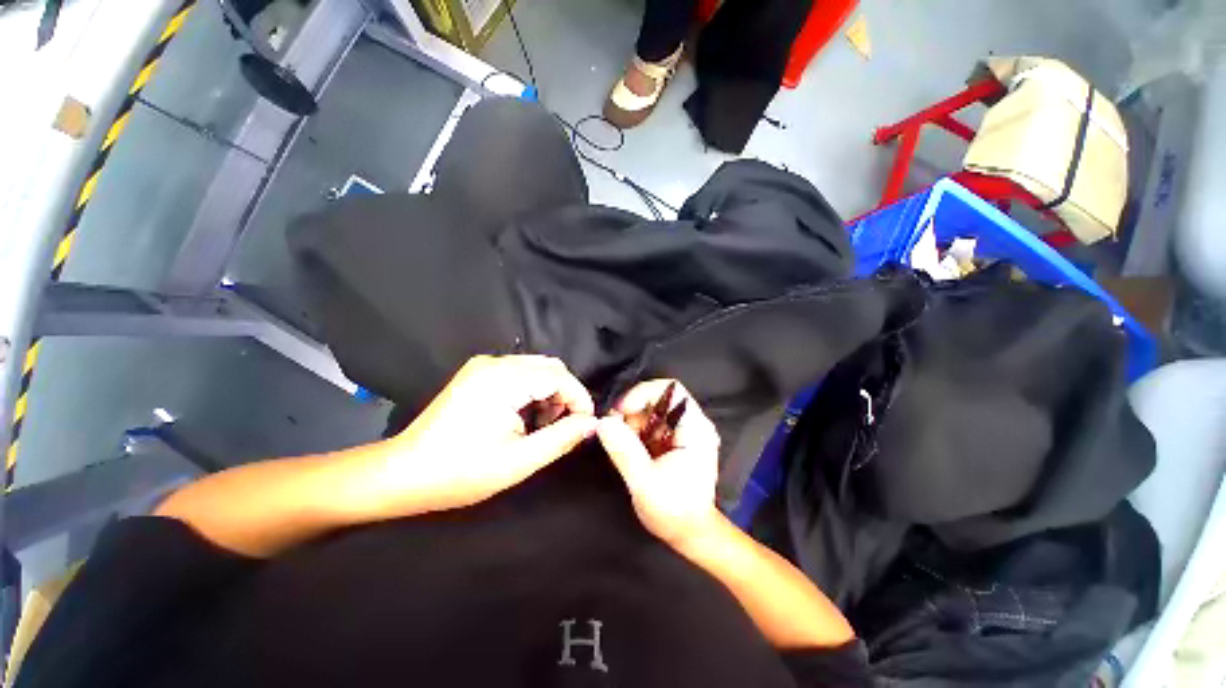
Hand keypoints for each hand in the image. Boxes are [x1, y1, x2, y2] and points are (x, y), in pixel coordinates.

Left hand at [381, 355, 597, 511]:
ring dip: (550, 393)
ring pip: (536, 368)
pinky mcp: (478, 372)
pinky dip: (533, 390)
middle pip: (550, 367)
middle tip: (564, 426)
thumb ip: (561, 438)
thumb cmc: (460, 472)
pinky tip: (525, 416)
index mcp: (503, 379)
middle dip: (566, 394)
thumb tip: (591, 423)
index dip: (579, 398)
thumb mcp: (519, 461)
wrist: (403, 473)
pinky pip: (520, 372)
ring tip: (542, 425)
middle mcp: (494, 363)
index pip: (559, 375)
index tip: (586, 424)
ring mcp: (483, 365)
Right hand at [597, 380, 721, 546]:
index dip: (643, 393)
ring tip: (621, 442)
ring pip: (654, 409)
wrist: (691, 534)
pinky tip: (630, 446)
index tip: (621, 412)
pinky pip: (653, 422)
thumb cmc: (674, 512)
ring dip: (633, 420)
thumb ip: (624, 451)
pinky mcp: (677, 439)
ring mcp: (686, 431)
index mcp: (696, 429)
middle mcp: (694, 424)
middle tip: (615, 430)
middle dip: (634, 410)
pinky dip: (637, 429)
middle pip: (660, 397)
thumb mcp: (645, 483)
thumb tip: (603, 422)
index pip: (672, 390)